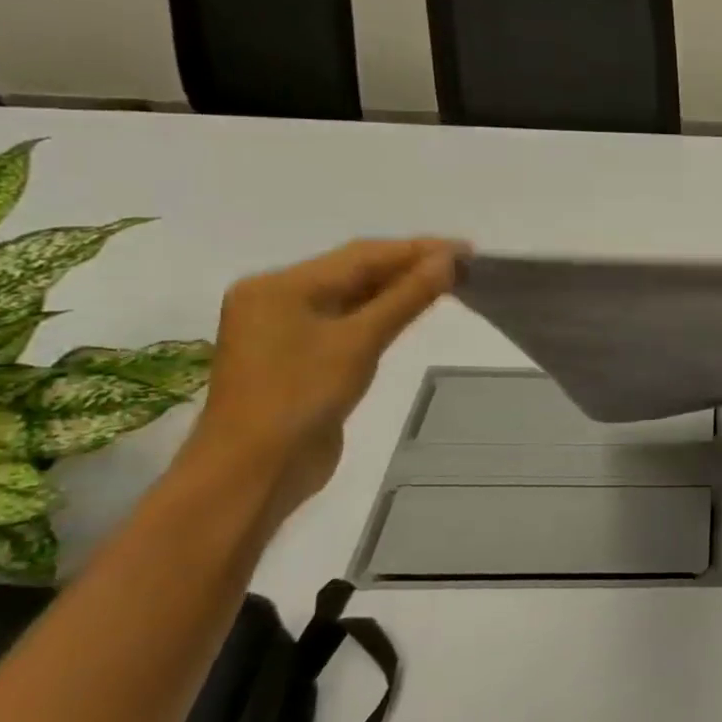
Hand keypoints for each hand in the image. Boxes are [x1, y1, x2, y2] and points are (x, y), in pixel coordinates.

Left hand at [189, 238, 457, 514]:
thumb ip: (405, 297)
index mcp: (280, 285)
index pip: (361, 254)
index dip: (417, 249)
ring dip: (398, 289)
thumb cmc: (301, 398)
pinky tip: (411, 311)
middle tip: (464, 266)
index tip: (466, 250)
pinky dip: (381, 314)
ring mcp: (286, 329)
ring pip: (352, 296)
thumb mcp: (359, 342)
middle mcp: (277, 298)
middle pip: (354, 271)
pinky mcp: (300, 357)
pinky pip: (347, 322)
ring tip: (449, 284)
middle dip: (409, 266)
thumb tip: (448, 261)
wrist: (255, 472)